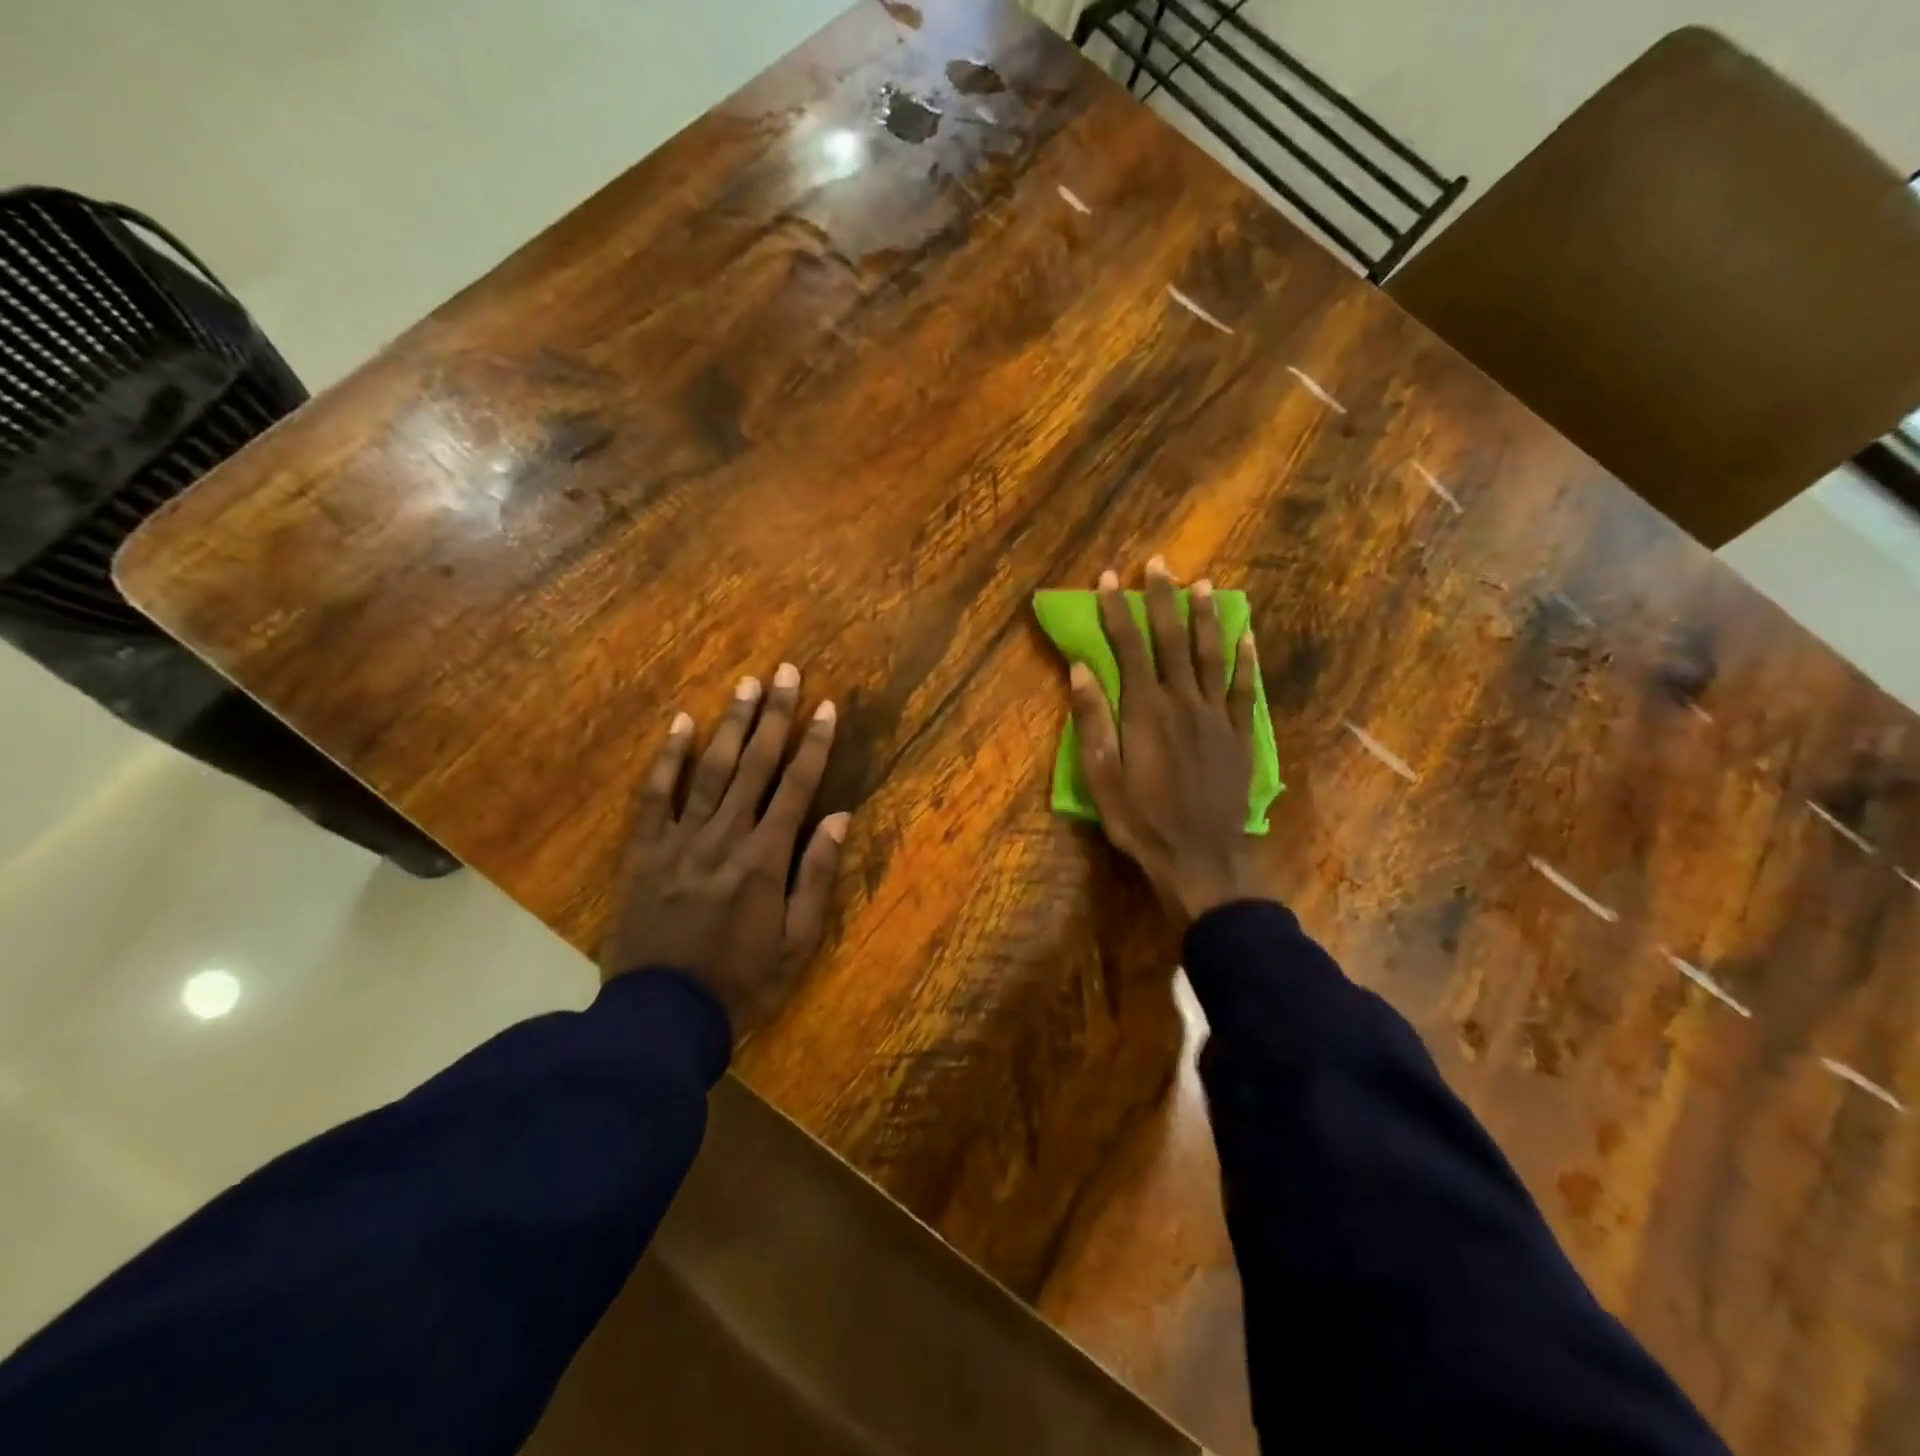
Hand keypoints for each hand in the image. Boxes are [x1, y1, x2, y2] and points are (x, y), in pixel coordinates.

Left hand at [602, 663, 850, 1040]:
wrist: (661, 1016)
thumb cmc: (742, 983)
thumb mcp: (798, 942)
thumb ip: (816, 876)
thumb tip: (838, 816)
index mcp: (765, 859)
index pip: (796, 787)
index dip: (813, 744)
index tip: (825, 706)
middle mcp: (724, 837)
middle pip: (755, 765)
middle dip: (774, 716)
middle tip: (785, 671)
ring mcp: (678, 840)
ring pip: (710, 770)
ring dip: (731, 724)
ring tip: (746, 684)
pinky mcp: (642, 851)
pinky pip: (655, 795)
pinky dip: (668, 758)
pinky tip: (682, 723)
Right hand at [1069, 556, 1266, 921]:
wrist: (1201, 858)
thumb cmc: (1142, 821)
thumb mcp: (1101, 777)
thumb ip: (1092, 721)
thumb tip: (1081, 668)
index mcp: (1145, 711)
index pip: (1128, 648)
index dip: (1117, 611)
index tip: (1109, 579)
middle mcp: (1183, 702)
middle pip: (1171, 640)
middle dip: (1162, 600)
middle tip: (1158, 564)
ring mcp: (1216, 716)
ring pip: (1211, 655)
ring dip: (1204, 617)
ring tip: (1201, 584)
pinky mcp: (1239, 734)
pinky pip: (1244, 688)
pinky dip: (1245, 659)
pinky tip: (1245, 634)